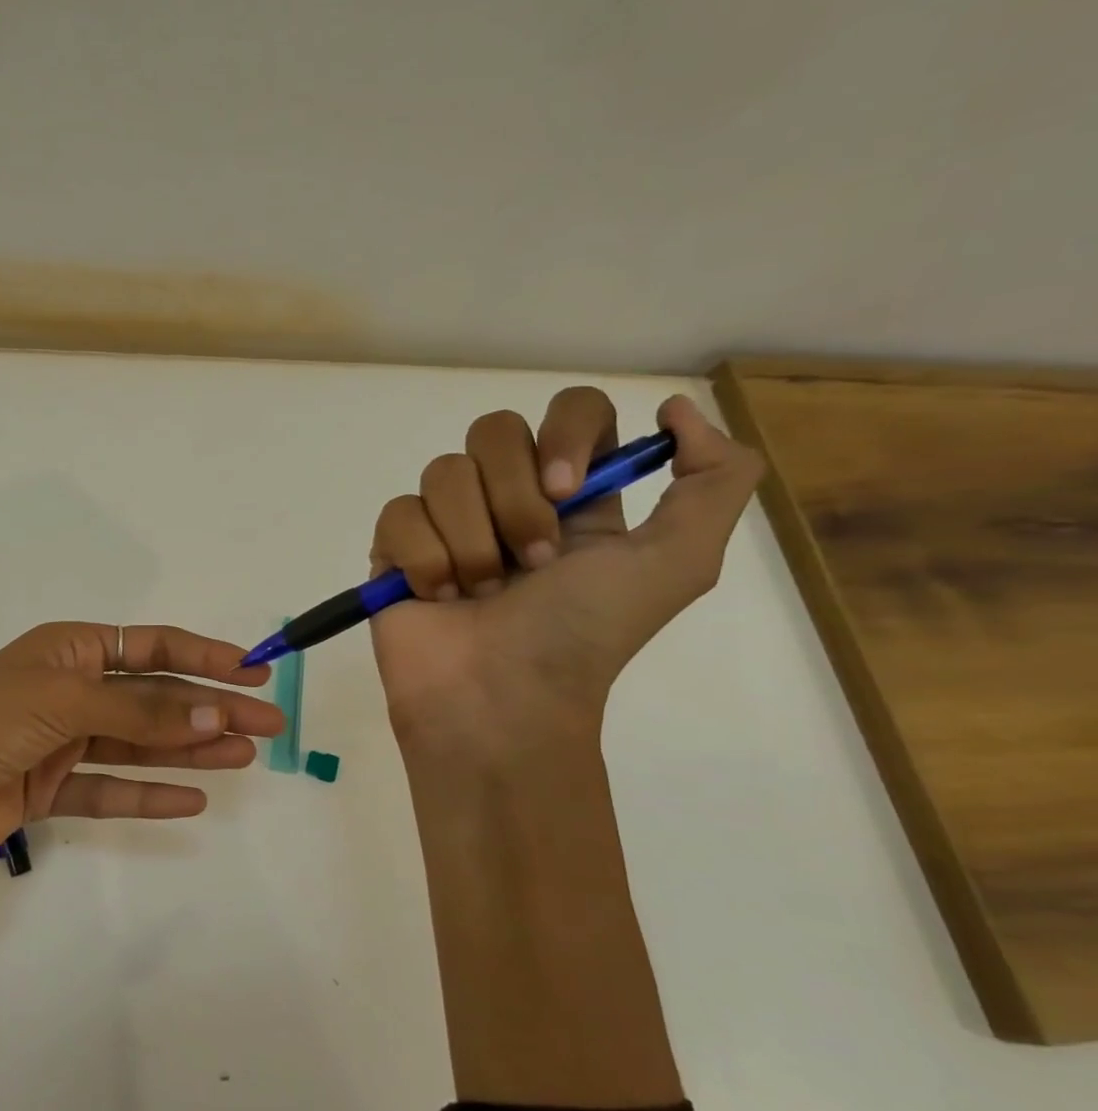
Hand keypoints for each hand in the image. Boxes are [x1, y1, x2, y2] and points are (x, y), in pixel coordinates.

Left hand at [0, 622, 282, 857]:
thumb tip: (219, 713)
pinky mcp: (49, 789)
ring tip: (244, 756)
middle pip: (154, 698)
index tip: (253, 670)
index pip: (150, 647)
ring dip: (191, 749)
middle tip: (267, 724)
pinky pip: (110, 790)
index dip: (203, 656)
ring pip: (139, 744)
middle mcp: (69, 691)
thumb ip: (144, 709)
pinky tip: (193, 798)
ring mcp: (60, 742)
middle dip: (211, 708)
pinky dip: (149, 795)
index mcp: (69, 650)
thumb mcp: (68, 698)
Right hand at [370, 389, 763, 755]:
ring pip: (443, 473)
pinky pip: (398, 513)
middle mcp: (507, 497)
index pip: (571, 410)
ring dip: (470, 540)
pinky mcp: (395, 548)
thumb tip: (674, 410)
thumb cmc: (582, 635)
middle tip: (531, 564)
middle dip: (513, 500)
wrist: (500, 700)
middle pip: (494, 431)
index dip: (566, 433)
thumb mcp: (679, 563)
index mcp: (574, 495)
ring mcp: (446, 521)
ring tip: (479, 593)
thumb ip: (715, 478)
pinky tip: (435, 596)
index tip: (567, 490)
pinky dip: (423, 559)